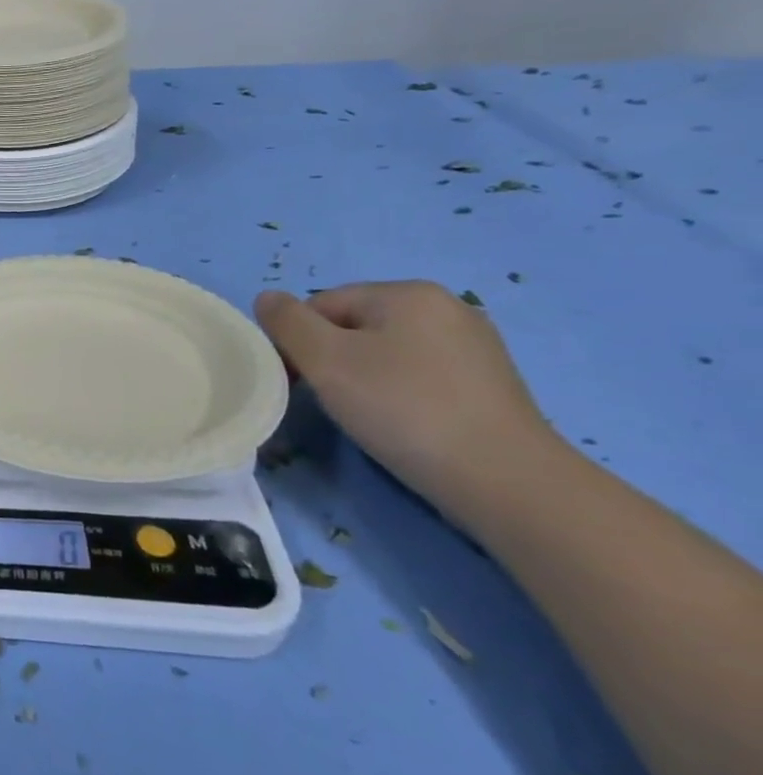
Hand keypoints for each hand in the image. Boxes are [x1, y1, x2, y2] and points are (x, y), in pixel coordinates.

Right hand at [254, 281, 558, 506]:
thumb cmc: (403, 409)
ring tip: (366, 416)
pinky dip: (400, 394)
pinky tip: (403, 424)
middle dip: (332, 359)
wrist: (506, 481)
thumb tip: (268, 299)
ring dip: (363, 378)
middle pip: (355, 326)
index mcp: (408, 293)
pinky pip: (420, 376)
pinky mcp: (490, 384)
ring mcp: (475, 346)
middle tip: (329, 400)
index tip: (298, 381)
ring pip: (387, 352)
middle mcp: (447, 308)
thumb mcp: (324, 360)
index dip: (298, 340)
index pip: (322, 304)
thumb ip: (286, 322)